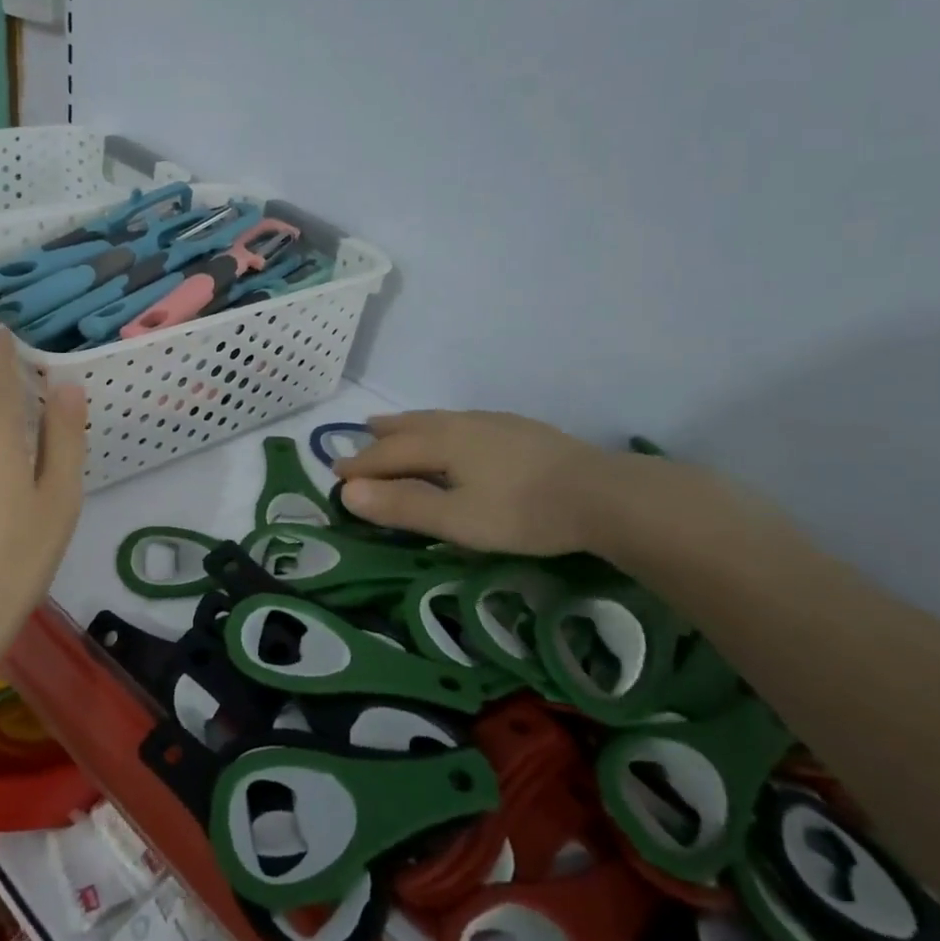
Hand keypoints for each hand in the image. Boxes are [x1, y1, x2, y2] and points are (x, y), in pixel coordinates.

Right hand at [334, 409, 611, 556]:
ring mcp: (493, 423)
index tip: (335, 476)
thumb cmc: (523, 511)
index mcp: (441, 442)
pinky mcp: (519, 430)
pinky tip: (457, 434)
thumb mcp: (457, 519)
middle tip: (359, 438)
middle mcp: (460, 424)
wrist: (604, 495)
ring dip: (409, 425)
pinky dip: (440, 427)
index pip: (387, 454)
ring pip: (437, 420)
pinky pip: (462, 422)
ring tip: (395, 425)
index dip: (360, 467)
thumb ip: (403, 506)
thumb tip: (348, 492)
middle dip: (381, 437)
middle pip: (410, 428)